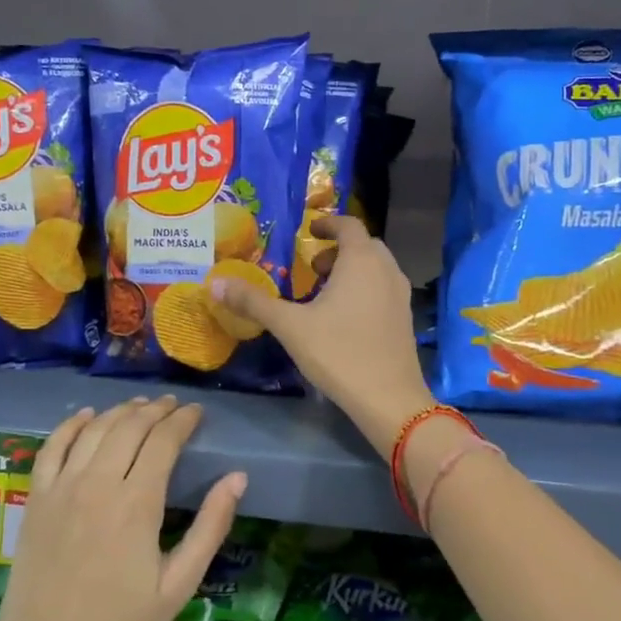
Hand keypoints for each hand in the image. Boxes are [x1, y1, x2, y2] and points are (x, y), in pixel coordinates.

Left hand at [0, 397, 243, 620]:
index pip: (163, 441)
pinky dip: (71, 425)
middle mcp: (97, 484)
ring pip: (94, 430)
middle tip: (173, 406)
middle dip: (156, 410)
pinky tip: (86, 416)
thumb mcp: (178, 586)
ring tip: (140, 406)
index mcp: (137, 504)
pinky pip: (52, 448)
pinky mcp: (35, 501)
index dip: (183, 420)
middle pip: (130, 427)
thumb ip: (210, 527)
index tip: (197, 413)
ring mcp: (61, 489)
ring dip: (120, 411)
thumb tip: (237, 477)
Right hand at [209, 215, 433, 457]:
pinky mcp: (405, 318)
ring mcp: (400, 294)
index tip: (309, 230)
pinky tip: (343, 317)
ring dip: (351, 270)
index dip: (327, 223)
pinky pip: (382, 289)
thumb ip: (254, 302)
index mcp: (361, 260)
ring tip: (323, 293)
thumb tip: (215, 284)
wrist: (388, 398)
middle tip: (311, 267)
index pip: (348, 224)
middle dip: (337, 250)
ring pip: (375, 268)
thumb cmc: (339, 352)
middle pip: (363, 245)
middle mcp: (386, 269)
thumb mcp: (290, 326)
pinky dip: (364, 289)